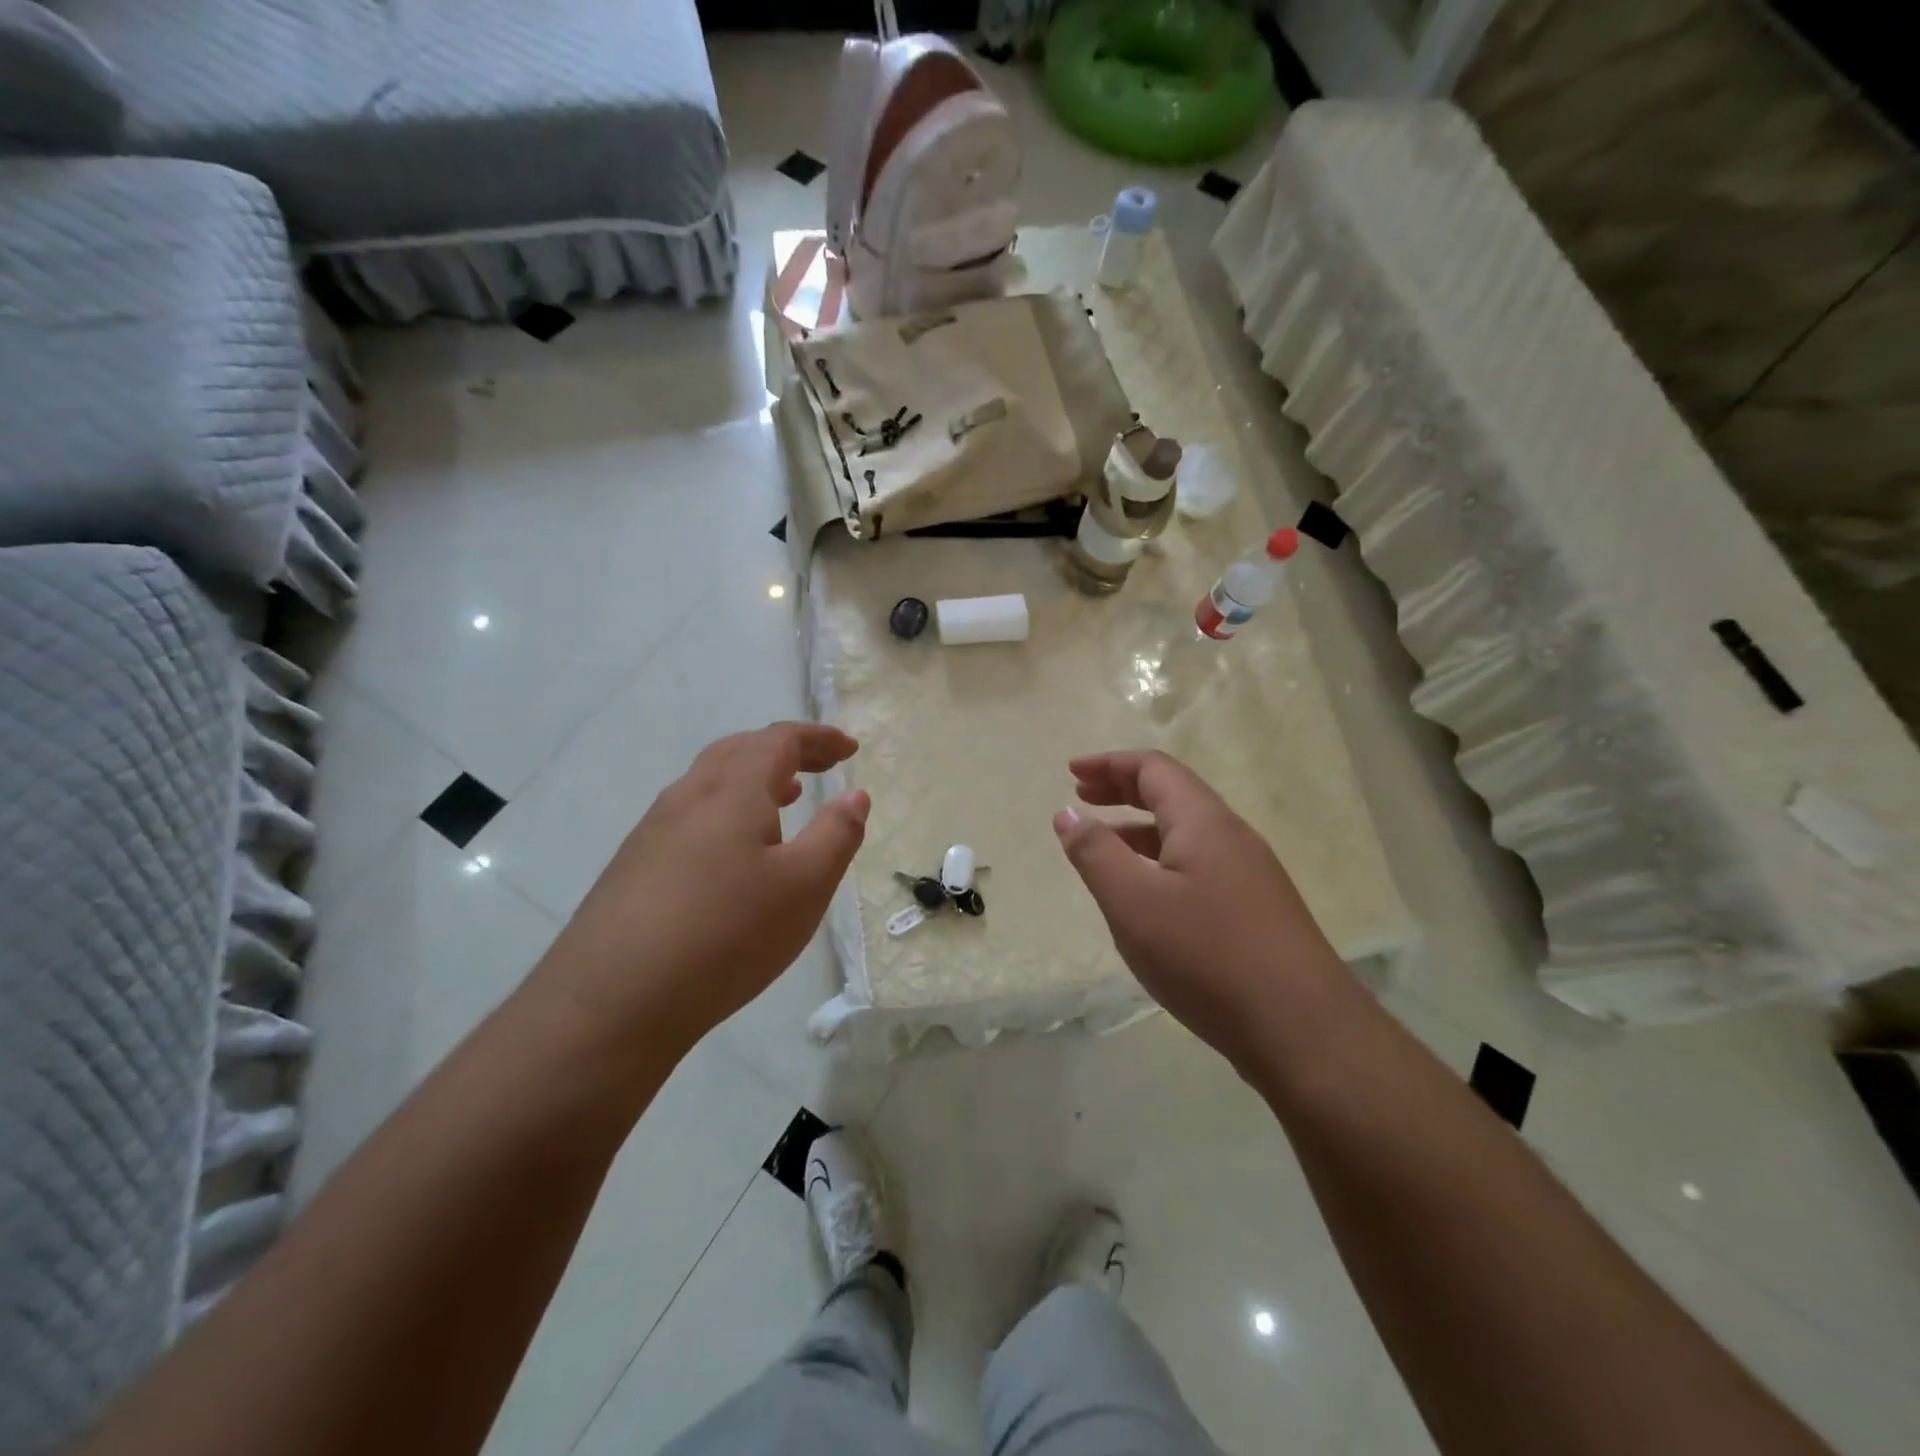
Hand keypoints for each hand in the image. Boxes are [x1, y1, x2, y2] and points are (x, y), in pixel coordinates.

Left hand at [542, 722, 868, 1051]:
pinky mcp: (634, 865)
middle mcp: (688, 796)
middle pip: (739, 750)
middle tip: (821, 766)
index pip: (779, 740)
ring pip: (710, 782)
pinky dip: (727, 810)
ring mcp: (653, 830)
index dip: (819, 738)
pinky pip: (691, 815)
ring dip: (753, 779)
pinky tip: (735, 852)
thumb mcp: (804, 886)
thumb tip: (855, 795)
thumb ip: (837, 834)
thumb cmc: (726, 935)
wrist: (611, 1002)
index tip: (850, 749)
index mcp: (732, 790)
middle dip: (786, 751)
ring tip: (785, 799)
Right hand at [1053, 750, 1347, 1073]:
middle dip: (1123, 789)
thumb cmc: (1207, 956)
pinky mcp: (1256, 910)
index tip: (1070, 772)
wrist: (1303, 1030)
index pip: (1154, 769)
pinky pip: (1199, 865)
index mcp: (1203, 822)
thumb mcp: (1133, 902)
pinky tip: (1147, 896)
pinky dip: (1161, 861)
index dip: (1109, 764)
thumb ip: (1095, 853)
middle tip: (1082, 795)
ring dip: (1140, 828)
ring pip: (1186, 833)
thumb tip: (1067, 813)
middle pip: (1173, 794)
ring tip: (1103, 844)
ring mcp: (1250, 875)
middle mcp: (1232, 837)